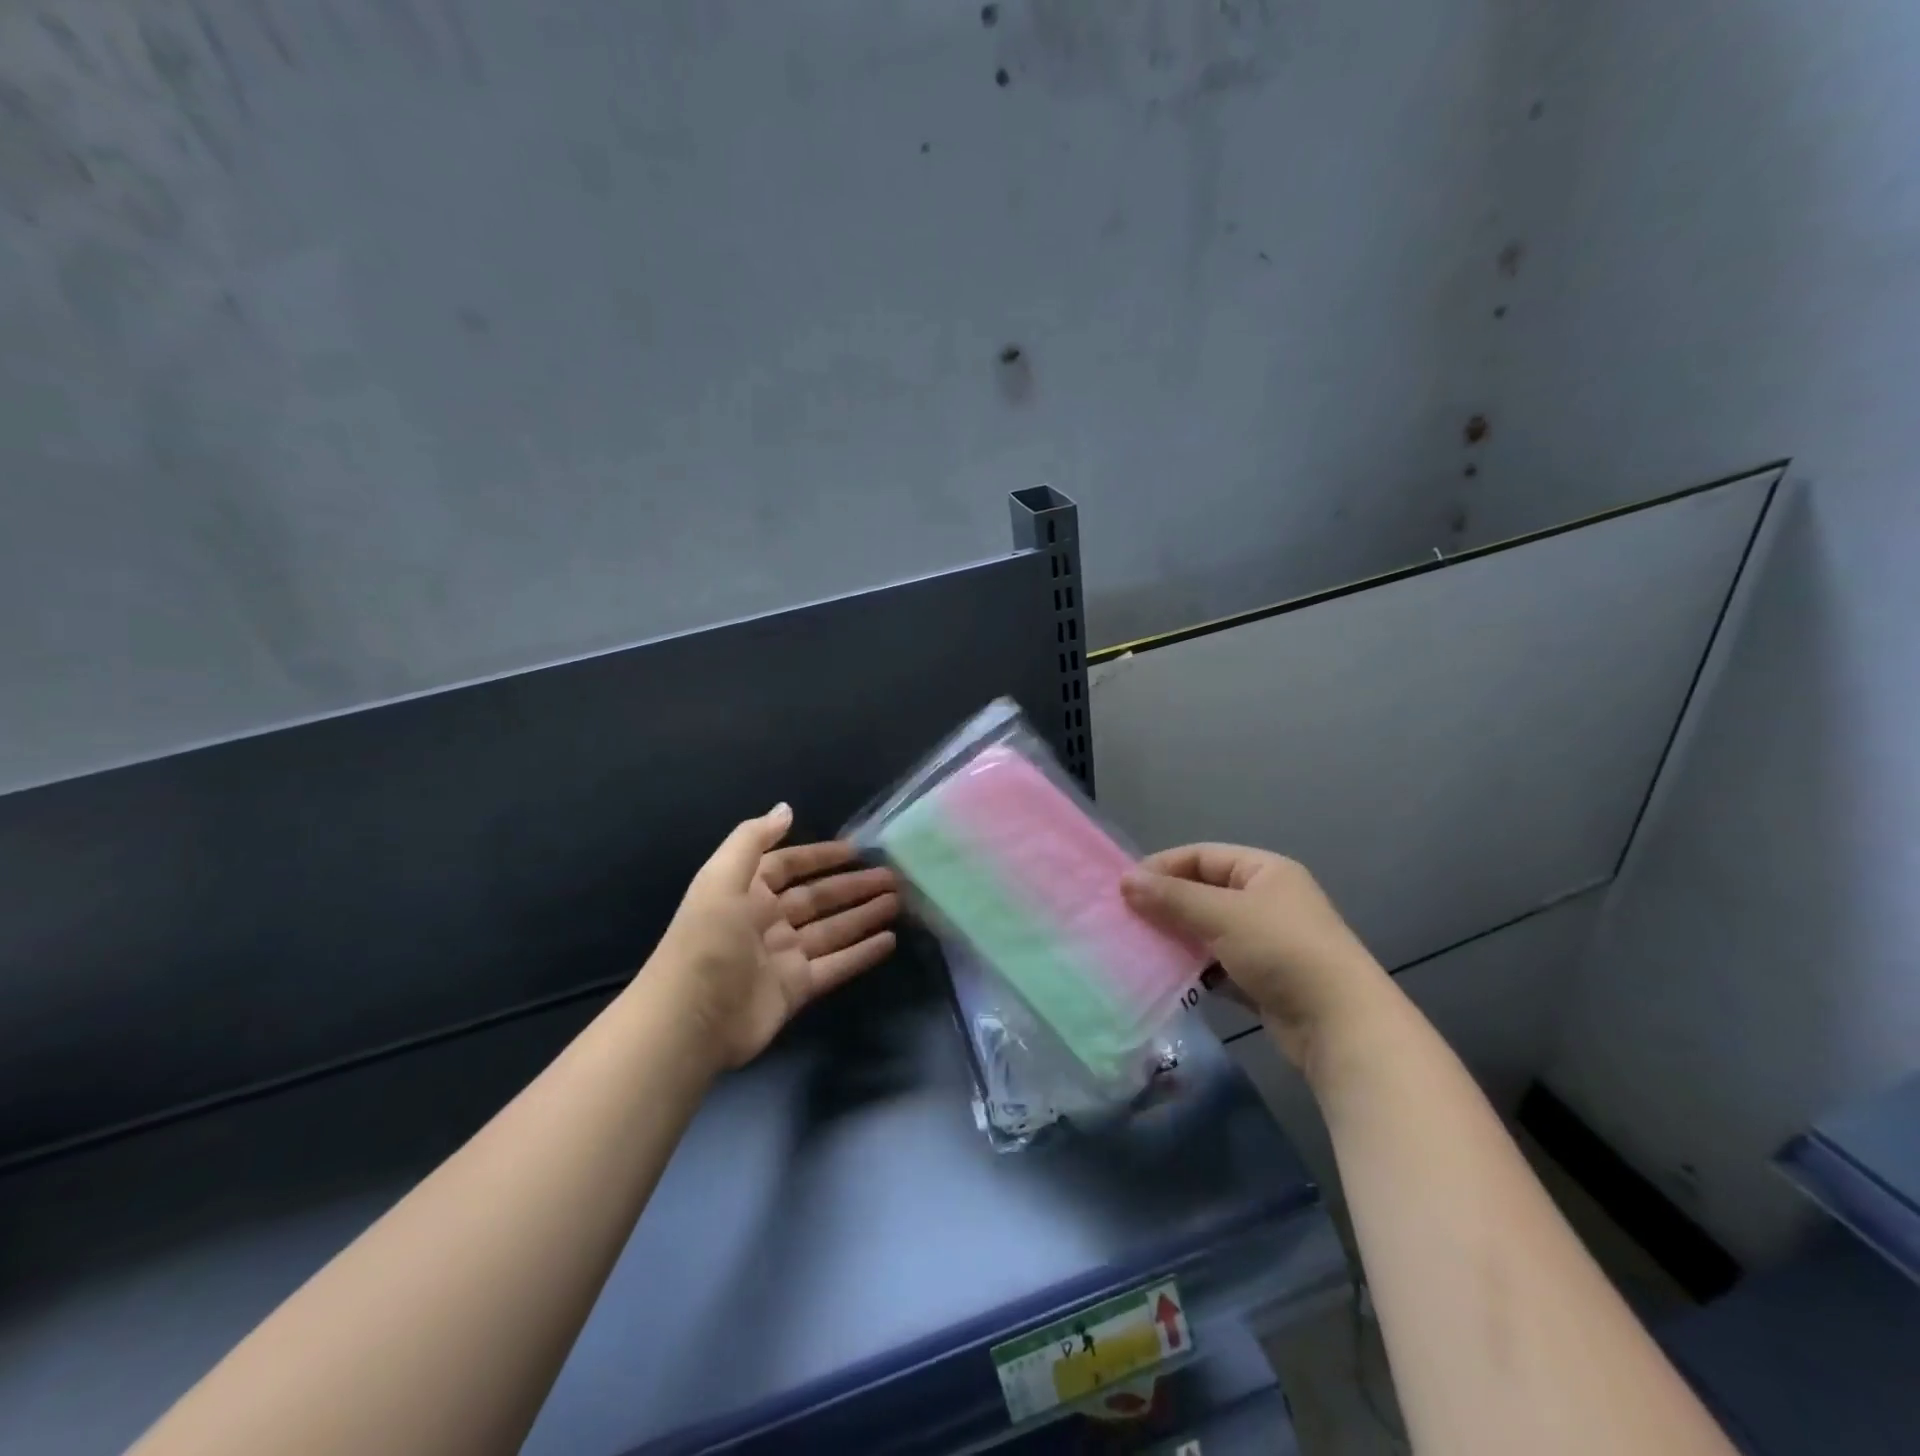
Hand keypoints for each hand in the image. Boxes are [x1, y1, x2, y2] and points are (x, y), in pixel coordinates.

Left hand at [647, 804, 899, 1069]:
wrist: (689, 1020)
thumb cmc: (707, 941)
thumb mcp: (721, 879)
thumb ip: (753, 840)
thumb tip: (785, 808)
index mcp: (746, 892)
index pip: (788, 865)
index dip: (820, 856)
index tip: (857, 849)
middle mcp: (766, 921)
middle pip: (817, 898)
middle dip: (853, 885)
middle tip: (892, 876)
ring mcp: (783, 956)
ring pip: (833, 929)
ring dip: (864, 914)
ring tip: (898, 901)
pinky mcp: (797, 988)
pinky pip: (837, 965)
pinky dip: (862, 953)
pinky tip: (890, 940)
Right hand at [1121, 844, 1390, 1071]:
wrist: (1341, 1025)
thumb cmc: (1281, 951)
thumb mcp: (1222, 915)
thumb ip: (1172, 897)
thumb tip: (1125, 880)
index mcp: (1264, 870)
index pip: (1202, 856)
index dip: (1163, 867)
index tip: (1125, 886)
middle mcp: (1267, 900)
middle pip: (1204, 892)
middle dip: (1166, 904)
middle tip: (1127, 918)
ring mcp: (1267, 941)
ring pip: (1209, 930)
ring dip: (1178, 937)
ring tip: (1141, 947)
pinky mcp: (1264, 979)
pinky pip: (1219, 964)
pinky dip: (1196, 968)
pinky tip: (1169, 978)